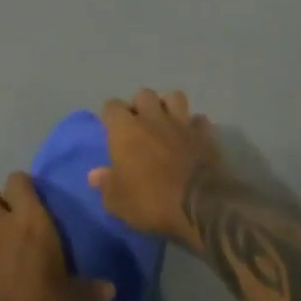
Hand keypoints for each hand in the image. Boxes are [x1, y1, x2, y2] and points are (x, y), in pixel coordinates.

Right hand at [88, 89, 222, 248]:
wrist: (201, 205)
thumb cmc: (151, 202)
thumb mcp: (118, 202)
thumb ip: (105, 185)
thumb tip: (94, 175)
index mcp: (125, 130)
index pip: (111, 106)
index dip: (110, 117)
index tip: (111, 131)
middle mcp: (153, 118)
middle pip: (143, 95)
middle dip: (140, 106)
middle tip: (139, 126)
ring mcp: (182, 123)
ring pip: (174, 97)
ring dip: (168, 108)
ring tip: (166, 124)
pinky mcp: (206, 134)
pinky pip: (199, 120)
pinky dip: (194, 126)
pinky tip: (191, 137)